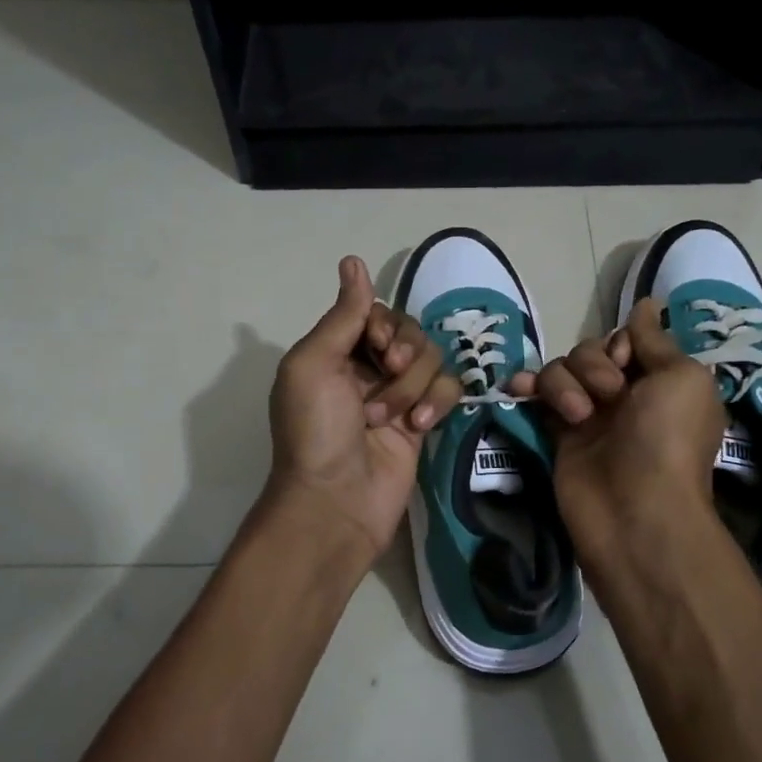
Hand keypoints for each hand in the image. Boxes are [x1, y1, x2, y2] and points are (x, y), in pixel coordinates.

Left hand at [266, 256, 461, 557]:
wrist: (336, 500)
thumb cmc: (314, 430)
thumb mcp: (313, 364)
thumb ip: (342, 315)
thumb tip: (353, 261)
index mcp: (336, 352)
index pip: (377, 314)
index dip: (386, 324)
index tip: (379, 345)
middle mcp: (368, 368)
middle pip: (410, 332)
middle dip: (404, 352)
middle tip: (389, 374)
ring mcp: (398, 396)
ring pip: (432, 360)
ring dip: (414, 385)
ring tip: (390, 418)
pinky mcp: (423, 422)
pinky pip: (448, 389)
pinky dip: (438, 402)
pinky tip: (420, 427)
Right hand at [509, 297, 726, 564]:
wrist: (636, 511)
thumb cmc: (668, 440)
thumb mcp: (681, 378)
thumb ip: (655, 340)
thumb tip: (648, 304)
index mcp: (659, 380)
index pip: (626, 339)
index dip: (621, 344)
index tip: (626, 363)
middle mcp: (624, 394)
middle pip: (590, 351)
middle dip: (592, 365)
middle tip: (609, 397)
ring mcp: (588, 415)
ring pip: (561, 371)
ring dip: (564, 383)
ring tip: (577, 416)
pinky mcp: (558, 434)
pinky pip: (537, 397)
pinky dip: (527, 387)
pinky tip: (519, 389)